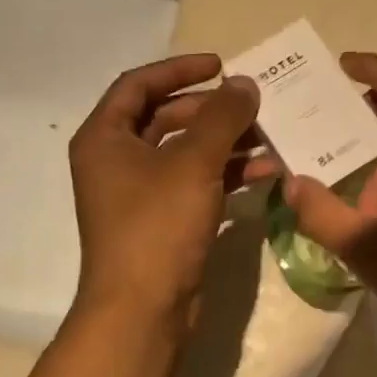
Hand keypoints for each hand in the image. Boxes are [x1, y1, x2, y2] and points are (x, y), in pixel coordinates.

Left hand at [68, 53, 269, 329]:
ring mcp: (140, 195)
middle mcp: (117, 162)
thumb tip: (244, 84)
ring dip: (227, 143)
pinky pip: (196, 184)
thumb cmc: (157, 226)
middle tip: (254, 106)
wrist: (142, 310)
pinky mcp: (163, 222)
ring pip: (186, 153)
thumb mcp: (192, 163)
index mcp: (105, 138)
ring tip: (271, 138)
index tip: (222, 66)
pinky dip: (226, 175)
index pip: (139, 85)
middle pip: (166, 118)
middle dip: (212, 110)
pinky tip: (266, 173)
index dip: (180, 69)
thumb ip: (222, 117)